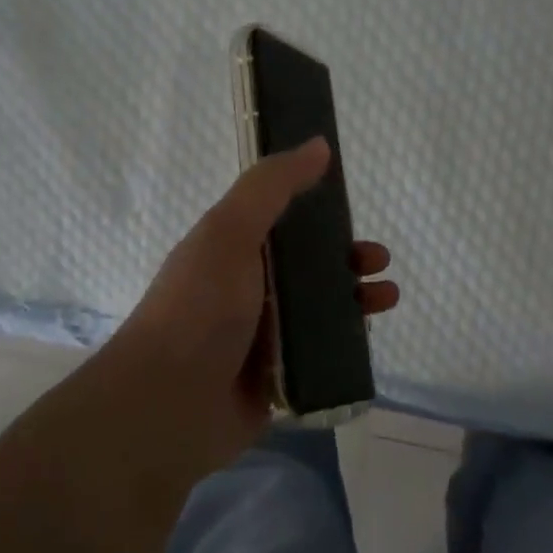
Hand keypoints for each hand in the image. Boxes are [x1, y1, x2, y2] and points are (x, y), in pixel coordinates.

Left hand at [100, 138, 398, 479]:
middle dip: (348, 258)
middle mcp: (248, 289)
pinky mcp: (277, 378)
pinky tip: (369, 340)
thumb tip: (319, 144)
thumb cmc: (199, 308)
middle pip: (309, 266)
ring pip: (320, 309)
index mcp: (233, 250)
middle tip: (377, 261)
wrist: (166, 407)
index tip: (352, 209)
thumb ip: (273, 186)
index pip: (284, 221)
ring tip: (387, 298)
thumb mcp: (231, 231)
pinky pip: (320, 354)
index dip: (320, 213)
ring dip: (356, 299)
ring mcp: (263, 337)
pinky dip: (346, 345)